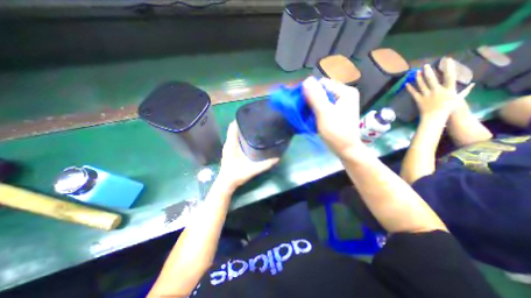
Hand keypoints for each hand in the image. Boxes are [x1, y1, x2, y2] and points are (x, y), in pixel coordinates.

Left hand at [217, 123, 278, 188]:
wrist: (226, 183)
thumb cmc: (236, 175)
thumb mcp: (252, 170)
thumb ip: (265, 165)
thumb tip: (277, 158)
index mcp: (231, 145)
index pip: (232, 127)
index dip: (239, 120)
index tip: (250, 116)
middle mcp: (229, 143)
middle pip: (234, 128)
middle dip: (244, 124)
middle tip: (256, 122)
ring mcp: (228, 147)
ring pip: (234, 133)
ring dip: (242, 129)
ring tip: (254, 127)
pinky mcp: (230, 150)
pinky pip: (235, 139)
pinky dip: (241, 136)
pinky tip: (250, 138)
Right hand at [300, 76, 362, 155]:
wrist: (346, 149)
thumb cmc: (336, 132)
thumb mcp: (324, 113)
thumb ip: (315, 96)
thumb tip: (306, 80)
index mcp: (345, 91)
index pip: (322, 84)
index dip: (310, 91)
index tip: (302, 102)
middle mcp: (345, 93)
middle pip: (323, 90)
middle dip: (311, 99)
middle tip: (305, 110)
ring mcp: (342, 102)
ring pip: (322, 98)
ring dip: (313, 105)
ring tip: (308, 114)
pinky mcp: (339, 110)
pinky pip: (324, 105)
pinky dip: (317, 109)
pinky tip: (313, 116)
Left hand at [408, 57, 468, 120]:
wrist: (435, 117)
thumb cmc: (448, 109)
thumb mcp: (459, 99)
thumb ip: (464, 91)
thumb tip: (472, 84)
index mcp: (449, 89)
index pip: (450, 76)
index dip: (448, 67)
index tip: (447, 60)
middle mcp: (437, 91)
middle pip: (432, 79)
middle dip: (428, 71)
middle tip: (425, 65)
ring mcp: (427, 95)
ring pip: (422, 84)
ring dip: (418, 78)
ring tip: (416, 72)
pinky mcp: (419, 100)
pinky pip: (413, 93)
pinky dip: (409, 88)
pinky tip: (406, 83)